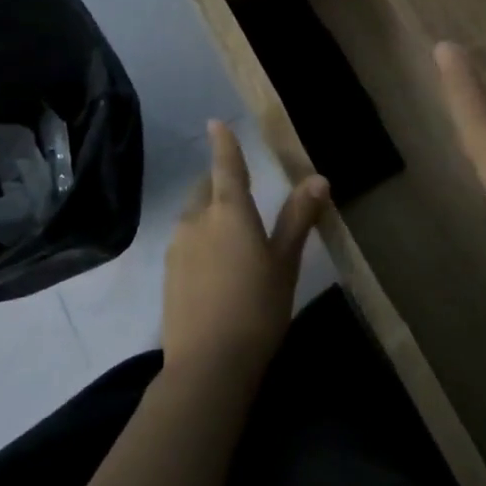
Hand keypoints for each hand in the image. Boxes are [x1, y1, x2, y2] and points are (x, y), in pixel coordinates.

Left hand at [161, 121, 328, 386]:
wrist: (208, 364)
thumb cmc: (258, 307)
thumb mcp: (285, 262)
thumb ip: (298, 217)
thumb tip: (318, 178)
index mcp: (229, 211)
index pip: (226, 166)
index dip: (223, 143)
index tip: (215, 122)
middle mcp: (196, 220)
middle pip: (205, 189)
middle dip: (218, 182)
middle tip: (240, 190)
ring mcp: (177, 247)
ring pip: (193, 216)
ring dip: (208, 212)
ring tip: (231, 233)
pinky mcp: (168, 274)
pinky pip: (185, 241)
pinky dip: (200, 239)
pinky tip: (214, 265)